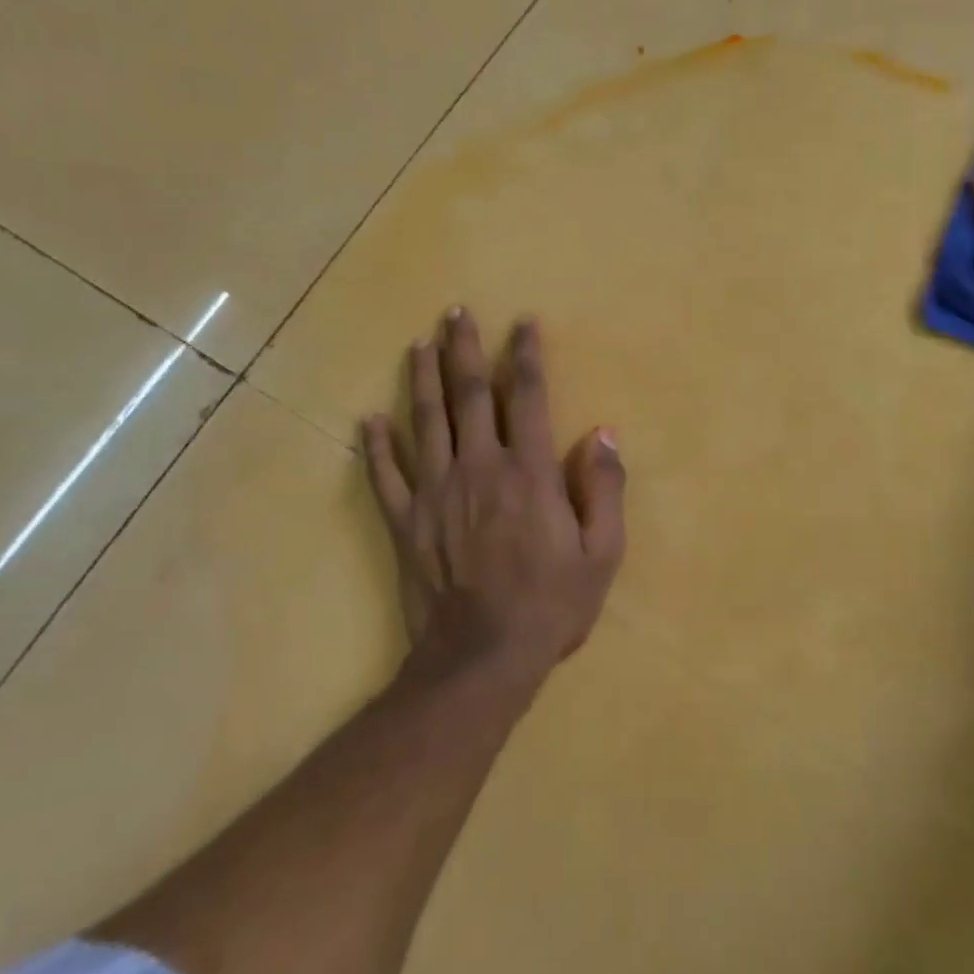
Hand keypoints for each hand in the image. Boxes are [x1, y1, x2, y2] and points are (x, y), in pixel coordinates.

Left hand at [362, 309, 625, 691]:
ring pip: (425, 422)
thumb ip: (604, 488)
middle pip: (469, 395)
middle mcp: (479, 467)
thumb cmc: (550, 605)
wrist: (481, 660)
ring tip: (418, 345)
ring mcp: (435, 493)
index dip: (526, 355)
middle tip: (454, 313)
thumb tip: (602, 432)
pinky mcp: (405, 522)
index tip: (522, 323)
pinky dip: (376, 446)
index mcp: (528, 471)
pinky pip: (386, 476)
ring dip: (422, 380)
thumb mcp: (601, 553)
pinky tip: (369, 420)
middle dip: (464, 350)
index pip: (527, 396)